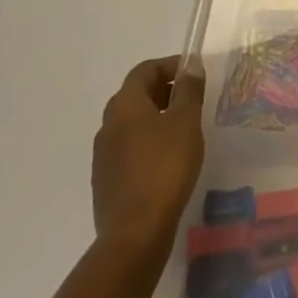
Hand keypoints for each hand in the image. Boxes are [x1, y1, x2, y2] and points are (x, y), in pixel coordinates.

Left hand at [92, 55, 205, 253]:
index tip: (194, 73)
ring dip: (156, 118)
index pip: (144, 70)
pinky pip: (129, 149)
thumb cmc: (165, 166)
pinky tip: (168, 160)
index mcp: (124, 105)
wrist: (135, 233)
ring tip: (184, 130)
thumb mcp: (186, 121)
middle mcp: (108, 124)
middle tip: (191, 99)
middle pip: (136, 95)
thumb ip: (189, 90)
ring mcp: (103, 155)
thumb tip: (191, 66)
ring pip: (131, 123)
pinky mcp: (106, 181)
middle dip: (164, 91)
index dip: (170, 65)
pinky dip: (148, 143)